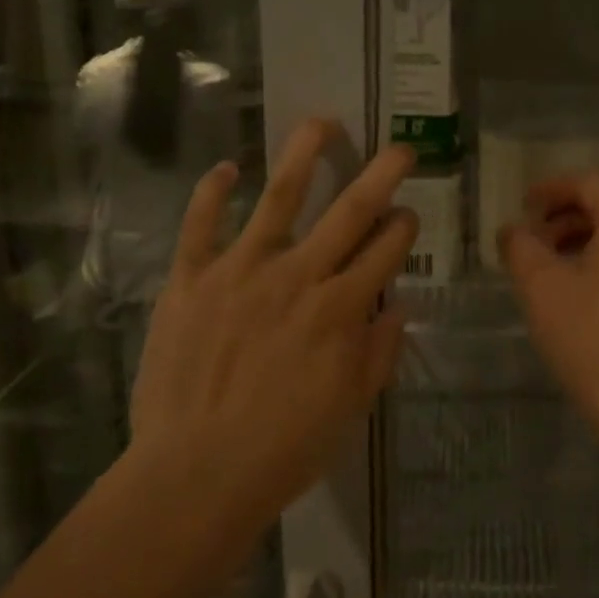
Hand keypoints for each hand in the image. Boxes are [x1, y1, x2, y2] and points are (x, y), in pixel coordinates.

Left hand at [130, 119, 418, 523]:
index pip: (386, 251)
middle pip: (349, 211)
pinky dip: (211, 192)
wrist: (194, 475)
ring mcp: (240, 271)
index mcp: (340, 309)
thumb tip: (396, 308)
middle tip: (400, 148)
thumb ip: (378, 353)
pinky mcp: (191, 279)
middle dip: (381, 175)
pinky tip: (226, 169)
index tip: (408, 216)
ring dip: (304, 154)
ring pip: (279, 197)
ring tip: (322, 122)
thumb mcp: (350, 409)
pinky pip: (200, 225)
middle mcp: (298, 276)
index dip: (403, 228)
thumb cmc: (283, 450)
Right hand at [498, 173, 598, 448]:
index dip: (550, 190)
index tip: (522, 206)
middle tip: (530, 240)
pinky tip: (577, 291)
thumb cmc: (590, 339)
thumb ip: (520, 246)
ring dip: (580, 241)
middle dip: (563, 218)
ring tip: (547, 267)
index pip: (587, 185)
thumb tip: (513, 230)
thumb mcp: (540, 288)